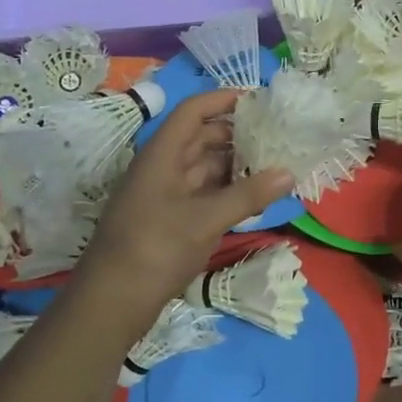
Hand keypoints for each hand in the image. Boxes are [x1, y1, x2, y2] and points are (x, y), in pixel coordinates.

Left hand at [70, 91, 292, 334]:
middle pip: (201, 138)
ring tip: (273, 162)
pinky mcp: (170, 220)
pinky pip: (203, 194)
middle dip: (236, 134)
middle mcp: (163, 168)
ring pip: (204, 168)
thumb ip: (248, 195)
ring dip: (235, 164)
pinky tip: (254, 196)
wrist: (112, 302)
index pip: (193, 112)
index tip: (258, 99)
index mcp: (162, 155)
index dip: (222, 100)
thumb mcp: (206, 219)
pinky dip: (227, 191)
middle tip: (275, 135)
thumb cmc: (155, 249)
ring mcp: (165, 195)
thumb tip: (289, 172)